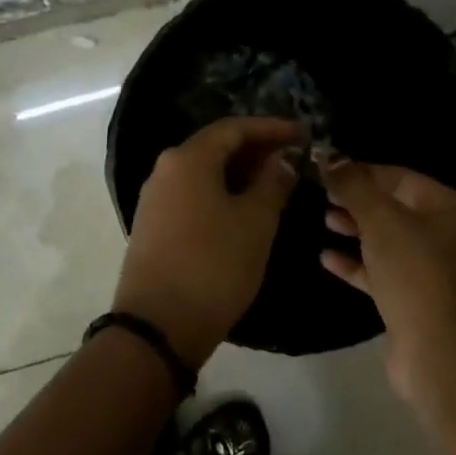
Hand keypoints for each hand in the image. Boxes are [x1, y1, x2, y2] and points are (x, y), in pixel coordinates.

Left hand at [114, 116, 301, 366]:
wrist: (157, 326)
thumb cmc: (214, 266)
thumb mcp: (255, 223)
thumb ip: (272, 184)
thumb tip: (280, 161)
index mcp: (188, 159)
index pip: (234, 128)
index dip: (271, 128)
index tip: (303, 133)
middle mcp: (165, 169)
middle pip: (215, 147)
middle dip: (255, 150)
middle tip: (292, 158)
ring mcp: (155, 198)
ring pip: (203, 172)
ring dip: (239, 173)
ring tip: (274, 184)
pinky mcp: (153, 225)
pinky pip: (192, 194)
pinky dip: (221, 193)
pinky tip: (243, 209)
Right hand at [320, 158, 455, 403]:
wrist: (439, 355)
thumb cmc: (415, 275)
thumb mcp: (381, 222)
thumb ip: (353, 186)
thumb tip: (328, 157)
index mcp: (454, 208)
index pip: (401, 177)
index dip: (362, 171)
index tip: (326, 170)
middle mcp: (452, 235)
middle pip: (396, 207)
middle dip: (357, 201)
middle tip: (321, 194)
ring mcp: (436, 270)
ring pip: (389, 240)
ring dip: (356, 230)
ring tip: (323, 220)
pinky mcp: (418, 299)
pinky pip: (385, 271)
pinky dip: (358, 263)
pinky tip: (327, 258)